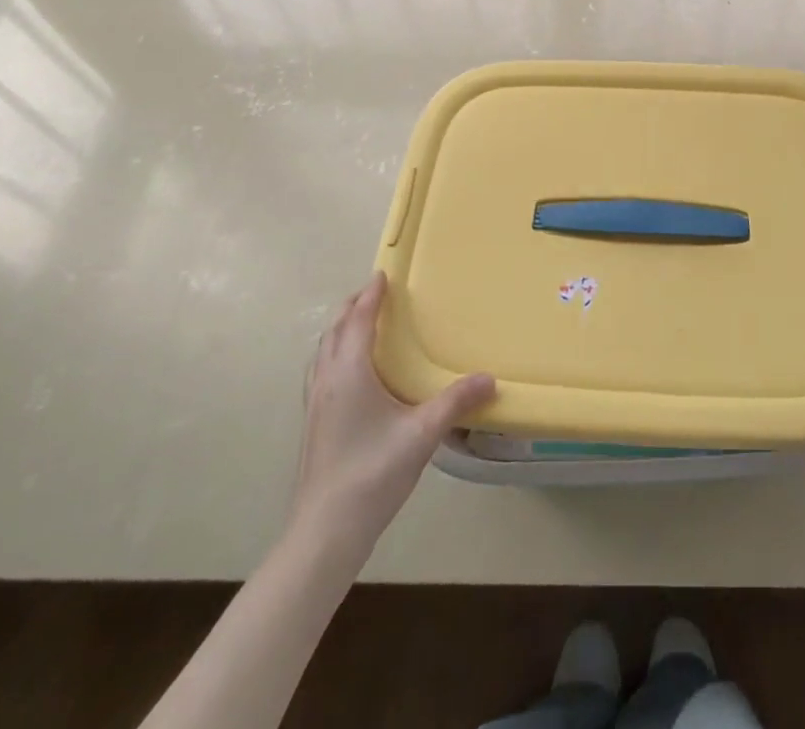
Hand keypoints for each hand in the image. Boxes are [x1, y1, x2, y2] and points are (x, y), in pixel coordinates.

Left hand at [288, 274, 494, 554]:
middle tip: (374, 292)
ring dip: (340, 330)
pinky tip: (351, 373)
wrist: (325, 531)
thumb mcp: (422, 434)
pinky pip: (322, 371)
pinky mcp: (314, 423)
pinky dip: (335, 353)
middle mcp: (327, 380)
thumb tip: (490, 378)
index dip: (371, 296)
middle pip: (335, 330)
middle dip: (353, 307)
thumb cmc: (372, 473)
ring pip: (323, 351)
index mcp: (350, 372)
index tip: (383, 274)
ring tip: (361, 324)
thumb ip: (456, 402)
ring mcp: (316, 403)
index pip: (358, 320)